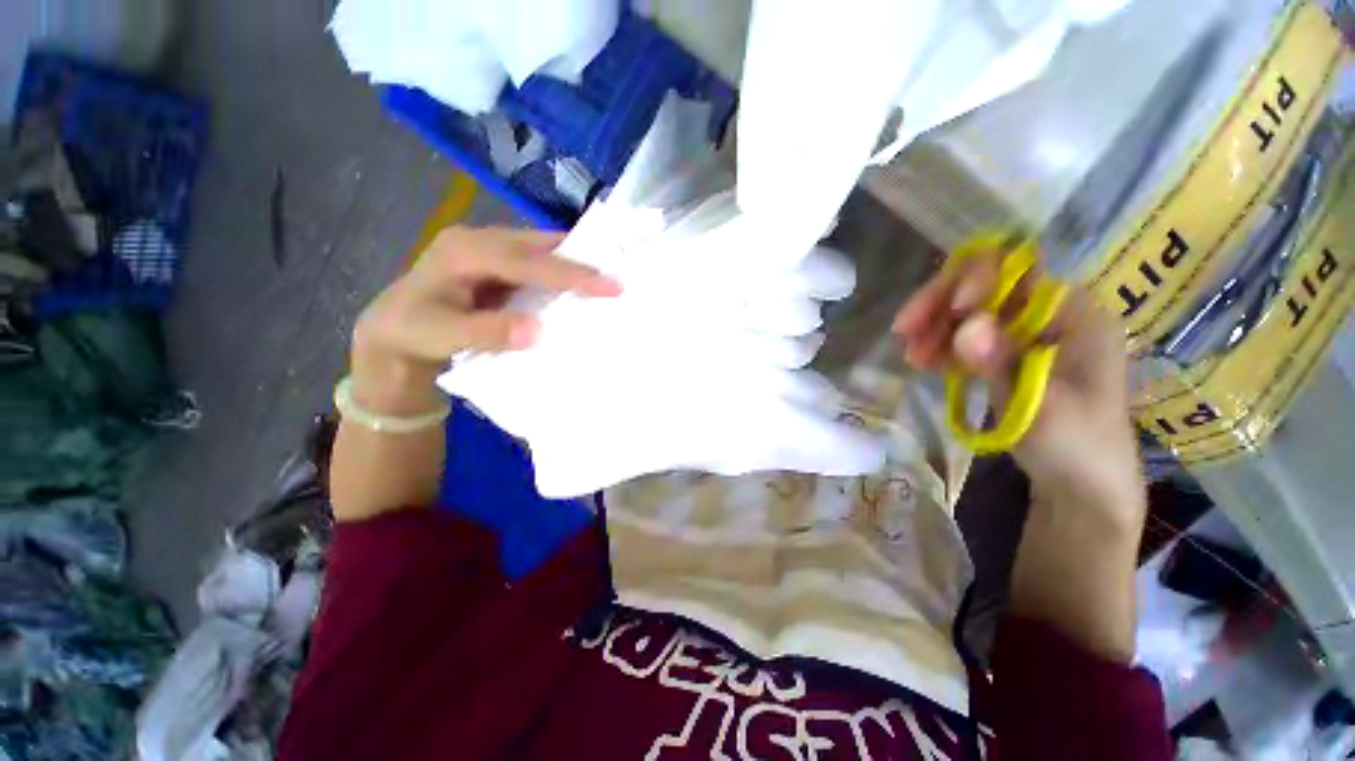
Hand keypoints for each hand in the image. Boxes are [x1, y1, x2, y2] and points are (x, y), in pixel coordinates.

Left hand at [350, 227, 620, 415]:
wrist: (393, 335)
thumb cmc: (413, 333)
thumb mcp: (441, 335)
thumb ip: (488, 331)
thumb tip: (539, 330)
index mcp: (464, 252)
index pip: (527, 261)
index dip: (571, 273)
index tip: (611, 285)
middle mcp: (480, 242)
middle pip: (539, 246)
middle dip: (580, 259)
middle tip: (620, 275)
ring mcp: (490, 251)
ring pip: (540, 250)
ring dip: (573, 263)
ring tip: (609, 277)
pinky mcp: (499, 265)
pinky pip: (537, 263)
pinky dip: (561, 272)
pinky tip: (580, 285)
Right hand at [892, 248, 1144, 529]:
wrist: (1079, 487)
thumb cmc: (1076, 446)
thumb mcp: (1043, 405)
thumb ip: (1003, 361)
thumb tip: (967, 325)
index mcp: (1074, 314)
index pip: (1019, 270)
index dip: (979, 278)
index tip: (951, 310)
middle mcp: (1047, 314)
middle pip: (983, 287)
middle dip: (940, 304)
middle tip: (902, 330)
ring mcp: (1022, 335)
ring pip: (967, 313)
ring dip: (933, 327)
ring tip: (911, 356)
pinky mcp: (1003, 355)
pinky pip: (963, 338)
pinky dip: (939, 346)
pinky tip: (921, 362)